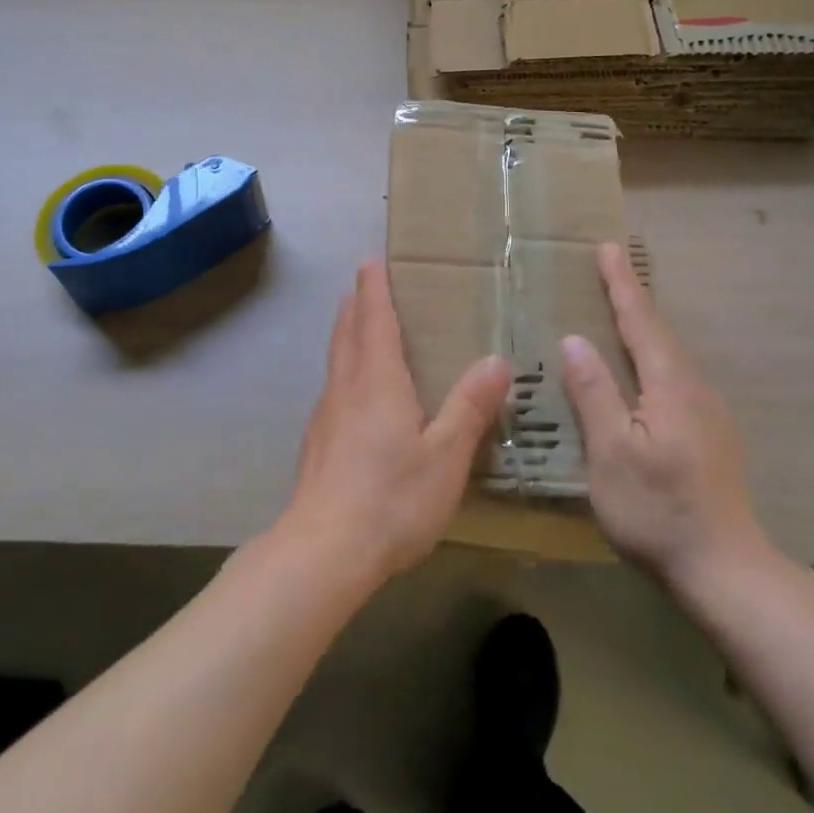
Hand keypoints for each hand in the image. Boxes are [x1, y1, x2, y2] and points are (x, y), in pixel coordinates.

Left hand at [279, 262, 510, 585]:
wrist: (323, 551)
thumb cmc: (391, 498)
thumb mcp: (445, 456)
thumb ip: (470, 408)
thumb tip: (497, 361)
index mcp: (377, 381)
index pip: (373, 320)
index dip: (374, 289)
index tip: (371, 261)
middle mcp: (346, 388)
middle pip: (347, 334)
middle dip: (355, 306)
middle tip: (363, 285)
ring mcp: (325, 417)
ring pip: (336, 362)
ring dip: (346, 336)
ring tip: (358, 330)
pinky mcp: (316, 445)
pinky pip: (333, 391)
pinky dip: (344, 372)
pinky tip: (354, 397)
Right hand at [560, 243, 771, 604]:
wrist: (726, 570)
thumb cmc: (658, 510)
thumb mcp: (611, 453)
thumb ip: (594, 393)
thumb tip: (575, 340)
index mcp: (670, 386)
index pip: (641, 322)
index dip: (621, 284)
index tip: (607, 247)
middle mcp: (695, 390)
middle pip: (659, 333)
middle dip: (633, 297)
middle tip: (609, 268)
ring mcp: (708, 414)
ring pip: (669, 356)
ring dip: (643, 327)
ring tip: (619, 310)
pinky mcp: (710, 436)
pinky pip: (674, 378)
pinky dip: (652, 358)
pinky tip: (641, 372)